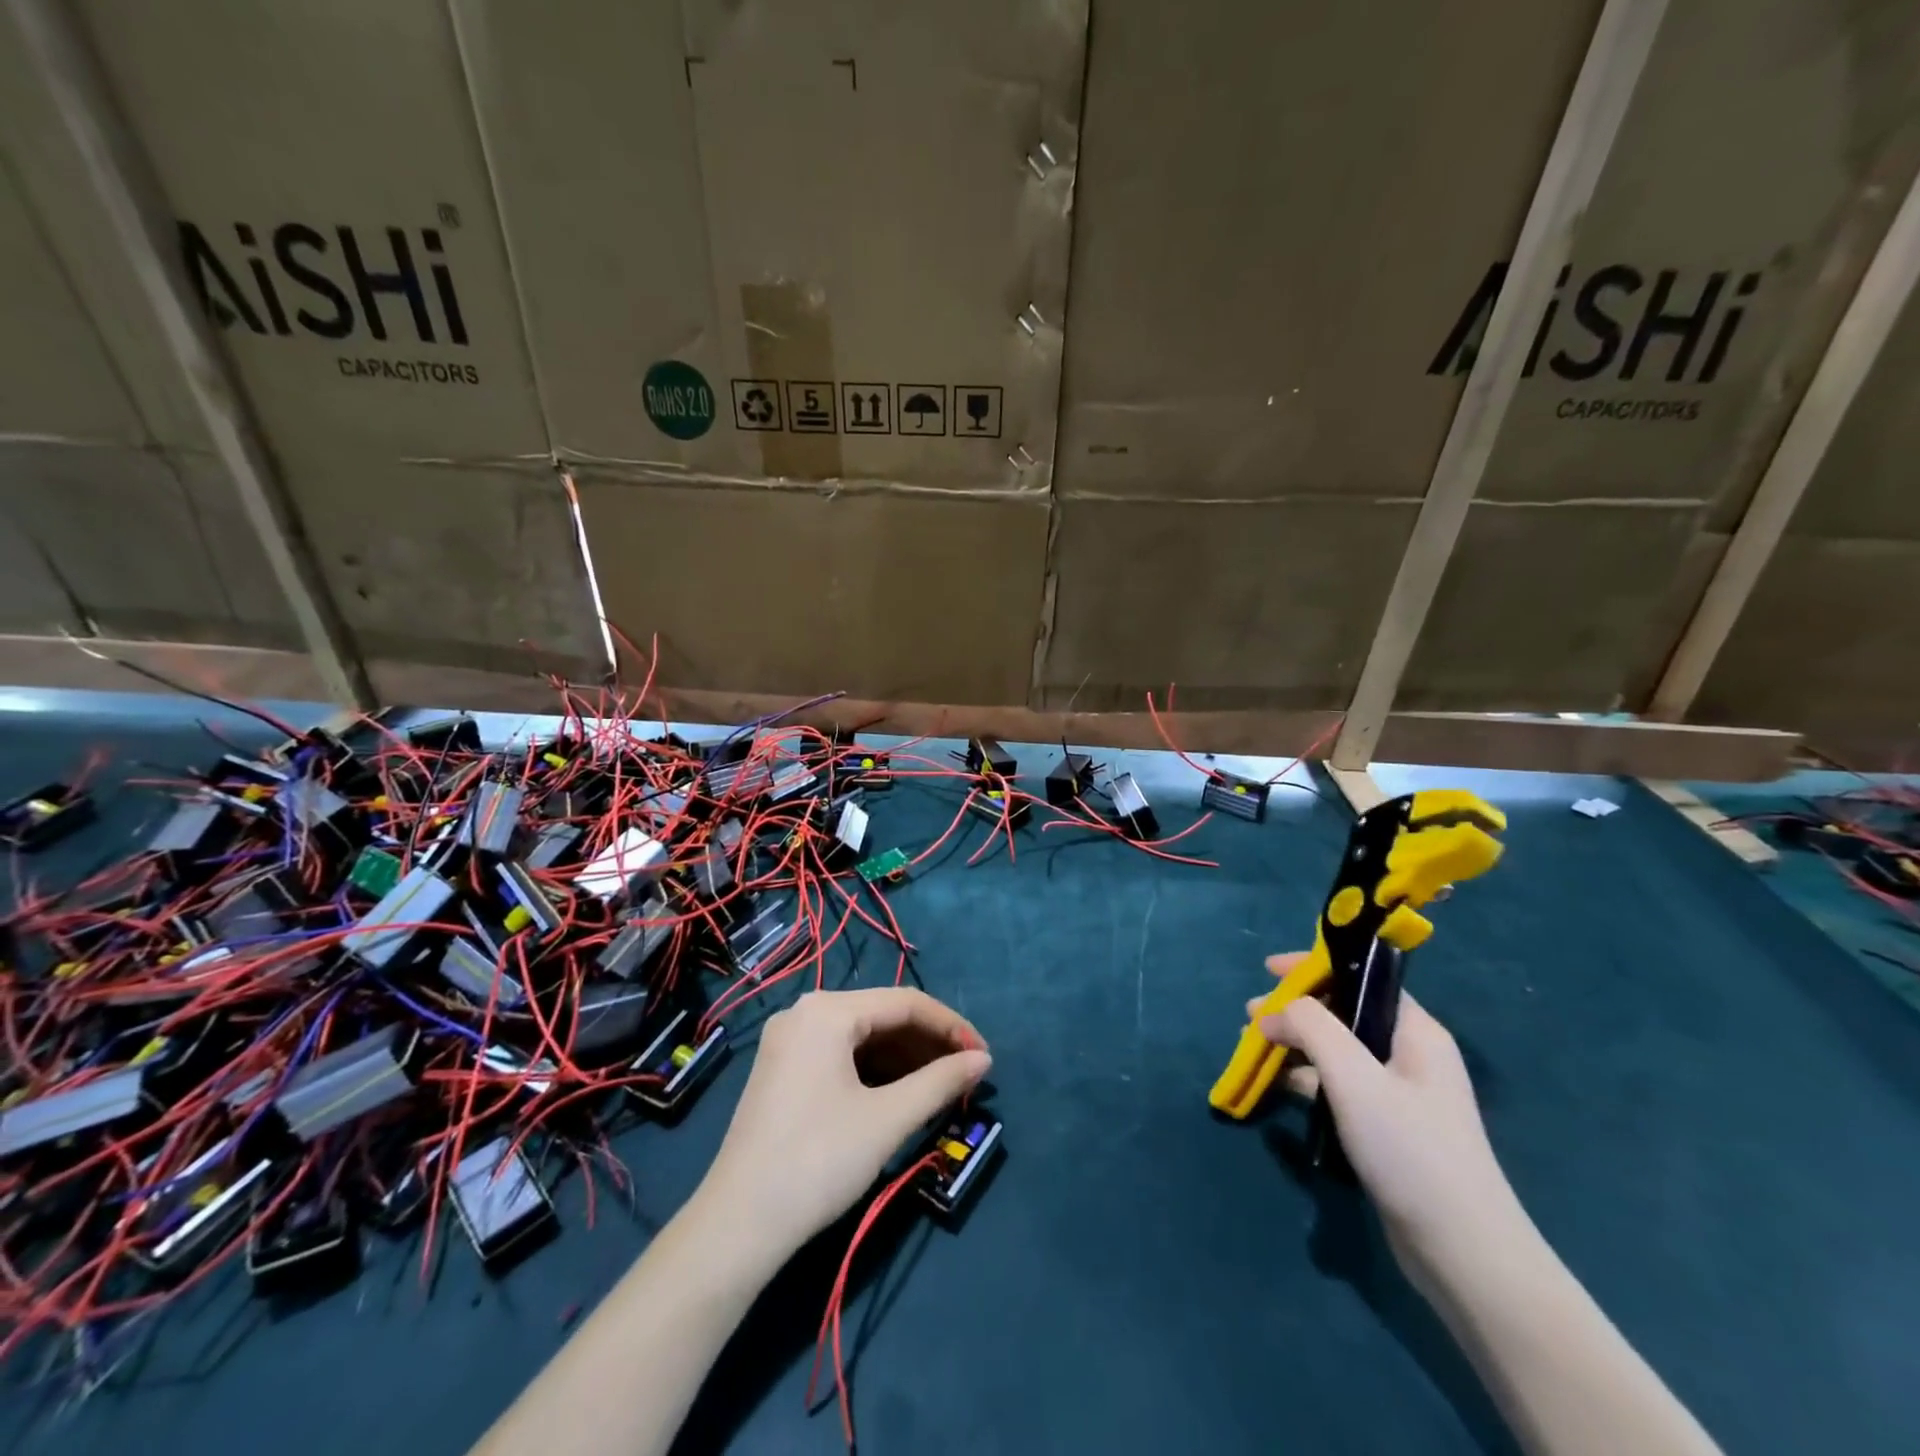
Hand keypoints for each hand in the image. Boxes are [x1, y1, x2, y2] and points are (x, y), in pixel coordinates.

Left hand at [697, 988, 990, 1262]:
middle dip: (928, 1044)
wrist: (738, 1226)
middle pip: (882, 1016)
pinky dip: (875, 1071)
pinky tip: (901, 1093)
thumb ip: (941, 1082)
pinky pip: (841, 1055)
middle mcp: (805, 1012)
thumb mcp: (888, 1119)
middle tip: (966, 1075)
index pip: (905, 1003)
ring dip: (904, 1059)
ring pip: (862, 1037)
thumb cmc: (819, 1161)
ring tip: (942, 1087)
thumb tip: (983, 1060)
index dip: (951, 1026)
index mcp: (827, 1010)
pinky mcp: (783, 1069)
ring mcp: (789, 1041)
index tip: (984, 1056)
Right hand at [1251, 954, 1526, 1267]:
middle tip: (1251, 1016)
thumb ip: (1311, 1027)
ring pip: (1337, 1050)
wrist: (1463, 1252)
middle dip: (1294, 1009)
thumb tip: (1274, 1013)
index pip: (1361, 978)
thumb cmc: (1409, 1148)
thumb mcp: (1353, 1076)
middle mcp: (1410, 1054)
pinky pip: (1339, 1084)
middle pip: (1343, 1012)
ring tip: (1253, 1048)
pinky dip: (1307, 1077)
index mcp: (1415, 1031)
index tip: (1267, 969)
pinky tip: (1279, 1085)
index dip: (1314, 967)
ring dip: (1295, 1044)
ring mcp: (1400, 1093)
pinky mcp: (1388, 1126)